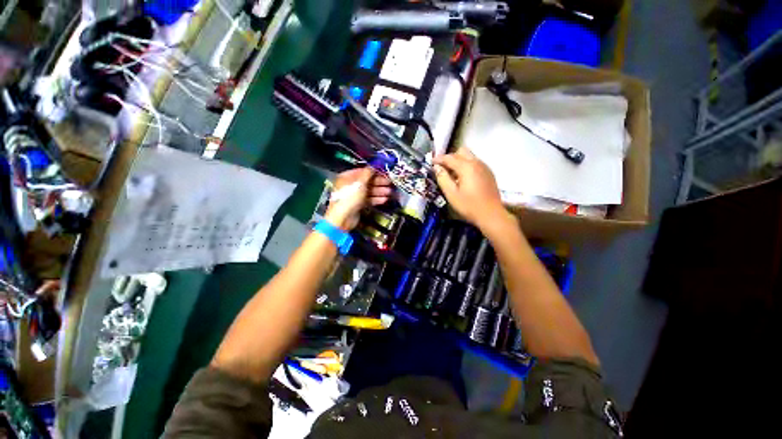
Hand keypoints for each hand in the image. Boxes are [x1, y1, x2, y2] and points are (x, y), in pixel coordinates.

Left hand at [325, 167, 392, 229]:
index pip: (362, 171)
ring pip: (369, 191)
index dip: (374, 172)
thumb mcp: (360, 183)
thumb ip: (368, 173)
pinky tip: (384, 199)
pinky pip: (369, 200)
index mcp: (347, 177)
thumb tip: (373, 166)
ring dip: (380, 191)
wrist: (343, 218)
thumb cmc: (349, 198)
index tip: (384, 172)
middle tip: (389, 183)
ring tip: (389, 192)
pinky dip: (376, 199)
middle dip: (379, 183)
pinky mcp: (358, 205)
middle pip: (367, 182)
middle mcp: (350, 185)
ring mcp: (354, 196)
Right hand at [434, 148, 508, 229]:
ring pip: (469, 156)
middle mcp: (476, 163)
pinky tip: (464, 178)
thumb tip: (437, 167)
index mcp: (466, 167)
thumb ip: (442, 178)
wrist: (491, 215)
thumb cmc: (469, 206)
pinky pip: (475, 163)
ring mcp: (484, 167)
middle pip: (461, 151)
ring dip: (459, 161)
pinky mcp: (489, 173)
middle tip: (443, 168)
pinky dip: (467, 165)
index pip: (449, 158)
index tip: (431, 162)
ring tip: (452, 174)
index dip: (439, 159)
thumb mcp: (451, 194)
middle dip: (450, 157)